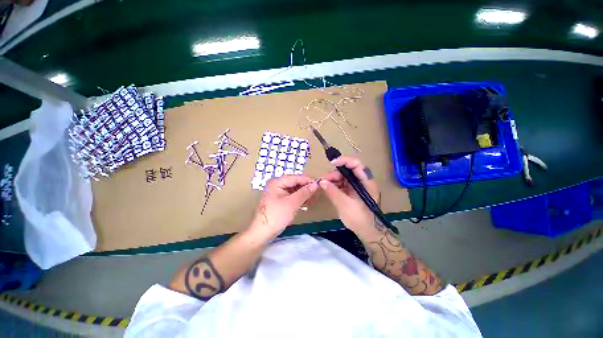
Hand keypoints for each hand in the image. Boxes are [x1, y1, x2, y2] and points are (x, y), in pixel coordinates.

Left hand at [248, 175, 317, 238]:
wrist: (262, 233)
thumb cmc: (276, 216)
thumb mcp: (292, 203)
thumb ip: (304, 193)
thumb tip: (315, 185)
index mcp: (277, 182)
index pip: (296, 178)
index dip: (308, 180)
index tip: (319, 185)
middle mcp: (277, 185)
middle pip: (295, 183)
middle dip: (306, 188)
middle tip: (318, 193)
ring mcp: (278, 193)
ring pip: (294, 190)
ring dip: (304, 194)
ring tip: (314, 198)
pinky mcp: (280, 201)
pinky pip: (292, 196)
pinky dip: (299, 199)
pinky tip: (307, 202)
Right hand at [320, 157, 379, 235]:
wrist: (368, 232)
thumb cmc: (359, 218)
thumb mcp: (344, 204)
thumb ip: (332, 191)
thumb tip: (321, 181)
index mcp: (366, 182)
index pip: (356, 164)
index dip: (344, 161)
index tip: (331, 163)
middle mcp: (363, 181)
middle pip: (348, 170)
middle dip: (335, 173)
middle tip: (323, 180)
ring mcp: (358, 186)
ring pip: (344, 177)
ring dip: (333, 179)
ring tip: (323, 185)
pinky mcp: (353, 192)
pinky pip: (343, 184)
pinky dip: (335, 185)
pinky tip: (328, 188)